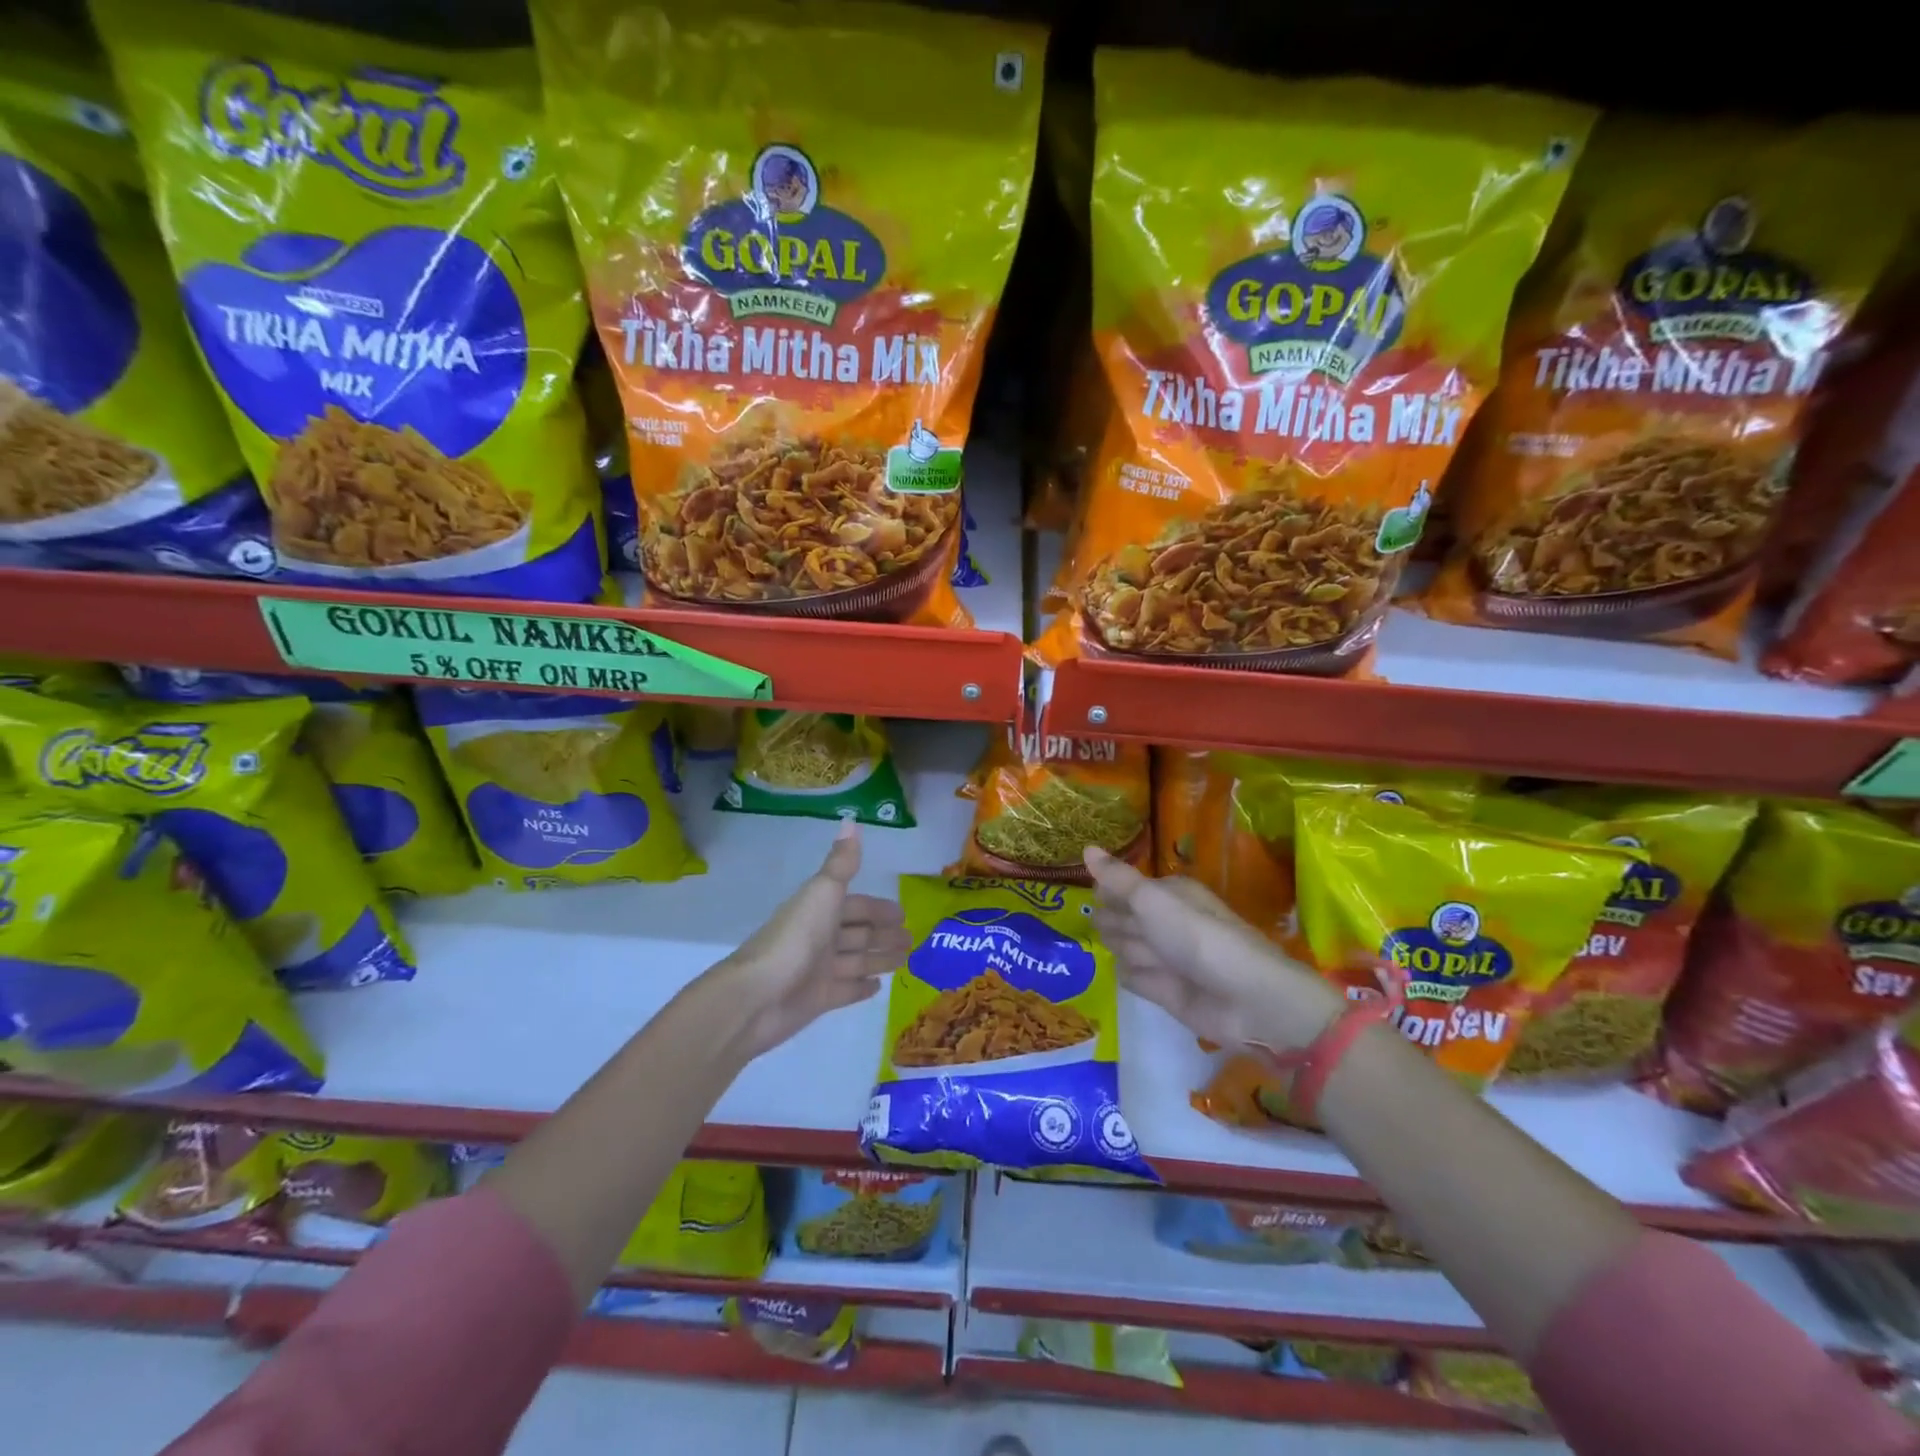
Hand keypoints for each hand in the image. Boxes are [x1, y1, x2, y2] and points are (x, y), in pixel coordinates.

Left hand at [719, 825, 910, 1058]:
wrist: (757, 995)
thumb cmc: (795, 938)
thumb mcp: (822, 892)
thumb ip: (842, 862)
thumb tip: (851, 820)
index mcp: (819, 910)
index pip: (855, 906)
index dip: (878, 908)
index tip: (904, 913)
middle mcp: (819, 937)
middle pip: (857, 933)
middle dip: (883, 934)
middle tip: (912, 939)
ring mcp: (818, 970)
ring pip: (856, 961)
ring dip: (879, 958)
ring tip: (906, 960)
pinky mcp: (818, 999)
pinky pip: (846, 990)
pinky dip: (862, 987)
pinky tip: (880, 987)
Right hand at [1083, 846, 1340, 1052]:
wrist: (1246, 999)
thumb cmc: (1198, 938)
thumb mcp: (1153, 900)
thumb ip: (1117, 878)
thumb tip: (1085, 847)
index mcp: (1168, 894)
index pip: (1127, 887)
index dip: (1107, 889)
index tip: (1084, 891)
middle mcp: (1167, 923)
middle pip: (1125, 916)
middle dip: (1110, 918)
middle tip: (1087, 918)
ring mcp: (1166, 958)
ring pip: (1127, 946)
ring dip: (1119, 945)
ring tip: (1105, 944)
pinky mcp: (1165, 991)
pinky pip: (1134, 977)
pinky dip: (1130, 975)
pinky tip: (1123, 972)